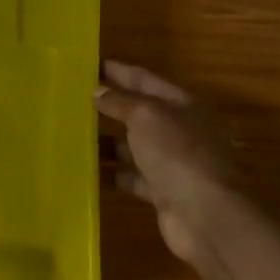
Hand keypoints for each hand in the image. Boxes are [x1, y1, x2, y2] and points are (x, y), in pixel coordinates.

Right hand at [95, 60, 240, 264]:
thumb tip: (98, 91)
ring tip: (74, 138)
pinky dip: (114, 175)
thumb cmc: (177, 153)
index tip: (89, 65)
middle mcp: (180, 131)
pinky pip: (133, 178)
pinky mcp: (164, 193)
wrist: (206, 214)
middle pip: (140, 114)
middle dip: (111, 107)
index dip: (118, 71)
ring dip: (108, 143)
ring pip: (135, 148)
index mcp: (182, 104)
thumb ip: (121, 102)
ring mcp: (173, 164)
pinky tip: (87, 173)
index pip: (145, 80)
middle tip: (75, 101)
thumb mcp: (146, 117)